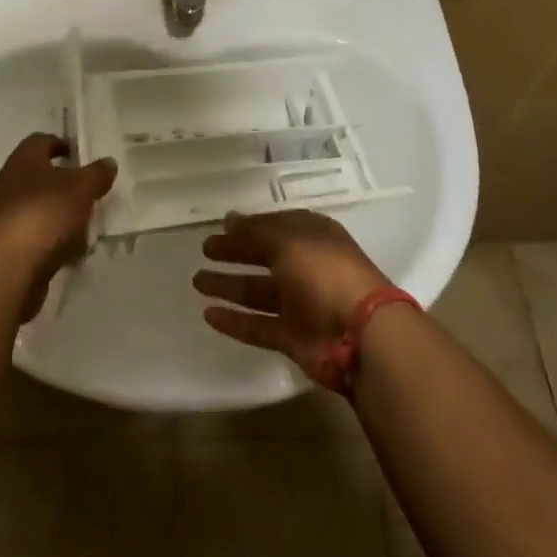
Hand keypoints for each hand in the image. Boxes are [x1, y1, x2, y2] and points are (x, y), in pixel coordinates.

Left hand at [0, 133, 116, 320]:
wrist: (5, 270)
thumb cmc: (44, 214)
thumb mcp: (81, 188)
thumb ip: (97, 173)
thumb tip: (108, 162)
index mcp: (23, 160)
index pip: (40, 141)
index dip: (61, 144)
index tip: (81, 155)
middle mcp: (10, 184)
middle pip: (41, 177)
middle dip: (67, 186)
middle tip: (92, 193)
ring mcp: (6, 218)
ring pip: (41, 210)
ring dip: (62, 217)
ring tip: (88, 228)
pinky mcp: (7, 249)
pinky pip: (37, 239)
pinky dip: (54, 243)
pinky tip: (72, 254)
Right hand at [192, 211, 390, 382]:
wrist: (360, 335)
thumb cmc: (325, 272)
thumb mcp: (288, 240)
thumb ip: (256, 231)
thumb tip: (229, 219)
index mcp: (312, 236)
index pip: (275, 225)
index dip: (249, 225)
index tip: (220, 226)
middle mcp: (306, 267)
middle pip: (264, 256)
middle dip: (235, 252)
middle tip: (204, 250)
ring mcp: (300, 304)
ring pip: (257, 292)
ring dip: (228, 285)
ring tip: (197, 280)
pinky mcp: (293, 337)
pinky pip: (258, 325)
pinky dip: (234, 321)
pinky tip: (208, 314)